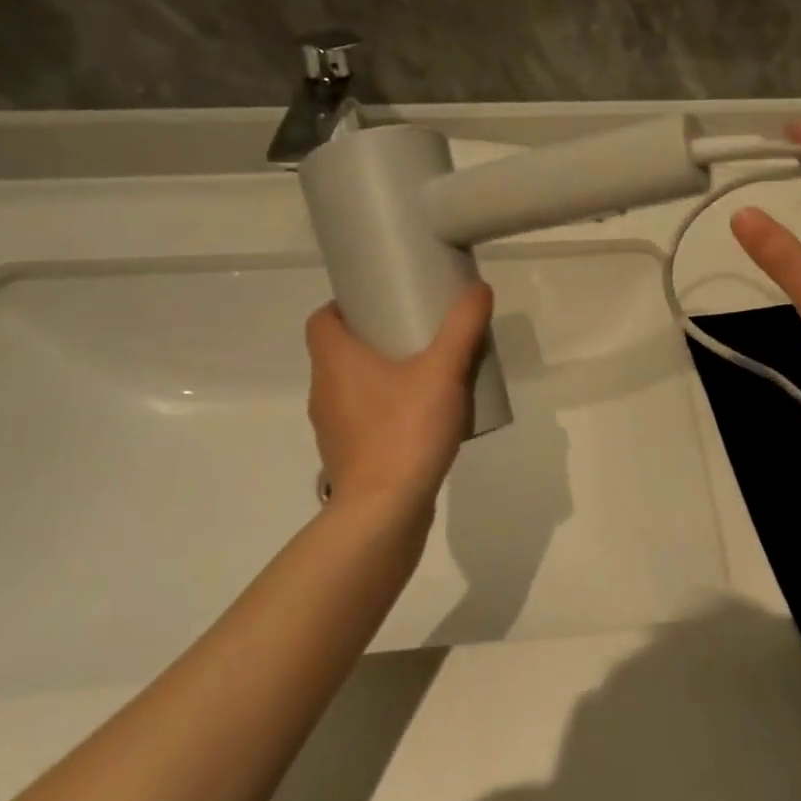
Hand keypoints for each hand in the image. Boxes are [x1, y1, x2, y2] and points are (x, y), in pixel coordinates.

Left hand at [304, 284, 494, 518]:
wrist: (385, 512)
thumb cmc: (405, 430)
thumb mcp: (443, 370)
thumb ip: (463, 327)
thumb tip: (479, 288)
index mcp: (336, 362)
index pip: (321, 319)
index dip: (345, 305)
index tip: (382, 300)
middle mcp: (324, 391)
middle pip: (340, 350)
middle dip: (375, 335)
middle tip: (416, 328)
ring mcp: (334, 427)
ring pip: (353, 385)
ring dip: (382, 372)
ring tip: (426, 369)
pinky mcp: (350, 455)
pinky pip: (364, 416)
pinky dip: (386, 406)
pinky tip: (423, 413)